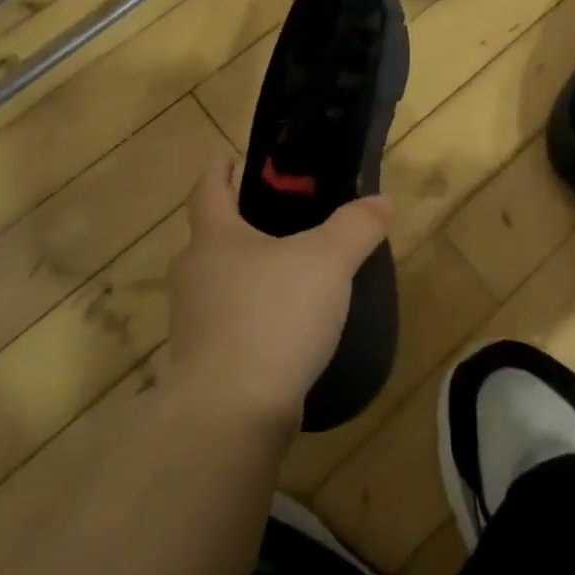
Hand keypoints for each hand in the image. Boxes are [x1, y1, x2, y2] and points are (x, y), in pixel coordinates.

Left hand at [166, 153, 391, 432]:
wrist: (230, 417)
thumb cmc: (273, 317)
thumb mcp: (328, 261)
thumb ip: (356, 226)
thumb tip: (381, 201)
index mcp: (214, 238)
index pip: (208, 187)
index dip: (222, 168)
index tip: (237, 156)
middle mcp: (194, 274)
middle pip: (212, 236)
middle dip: (242, 223)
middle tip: (284, 218)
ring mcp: (192, 323)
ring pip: (220, 282)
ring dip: (248, 272)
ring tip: (293, 273)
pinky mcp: (203, 364)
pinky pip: (229, 323)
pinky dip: (252, 315)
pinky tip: (286, 326)